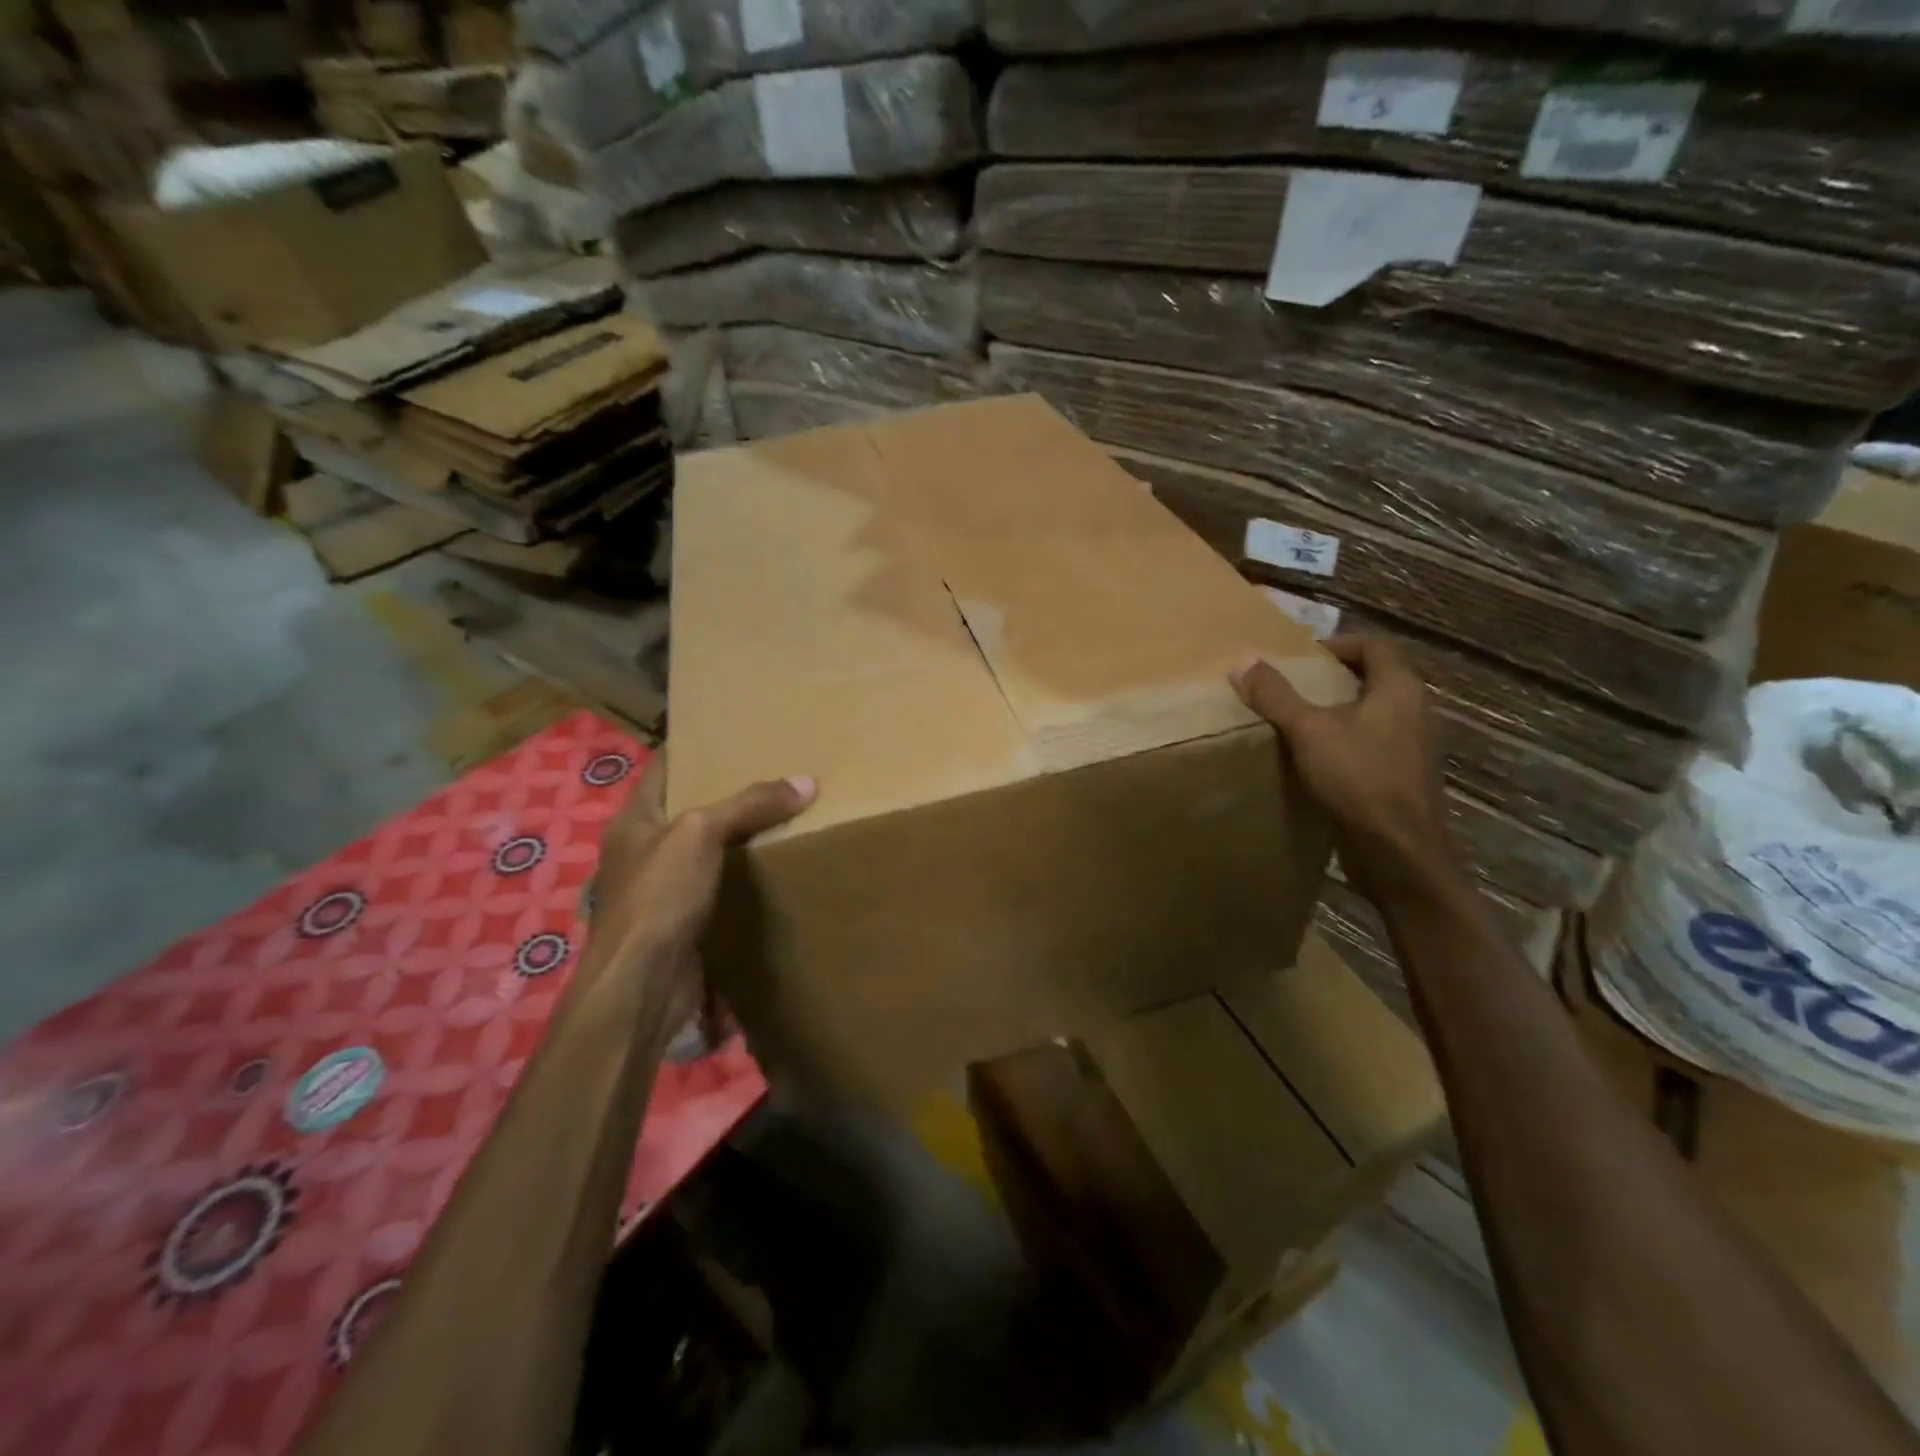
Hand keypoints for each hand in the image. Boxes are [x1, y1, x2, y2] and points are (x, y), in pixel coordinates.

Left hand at [585, 752, 816, 1025]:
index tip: (730, 734)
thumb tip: (806, 782)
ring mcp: (660, 889)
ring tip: (781, 814)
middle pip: (687, 809)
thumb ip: (750, 804)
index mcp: (634, 820)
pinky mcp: (681, 922)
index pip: (663, 769)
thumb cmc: (659, 896)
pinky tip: (771, 868)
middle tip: (772, 772)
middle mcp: (643, 850)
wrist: (642, 985)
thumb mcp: (702, 833)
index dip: (691, 748)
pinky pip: (716, 887)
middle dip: (725, 793)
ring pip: (704, 850)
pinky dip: (740, 877)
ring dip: (736, 837)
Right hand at [1231, 636, 1460, 907]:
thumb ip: (1276, 695)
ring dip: (1337, 713)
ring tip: (1295, 722)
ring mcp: (1413, 748)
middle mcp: (1416, 712)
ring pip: (1373, 715)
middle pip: (1374, 679)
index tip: (1300, 658)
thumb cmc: (1359, 779)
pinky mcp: (1404, 778)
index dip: (1337, 644)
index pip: (1374, 646)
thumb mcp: (1308, 731)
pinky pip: (1372, 746)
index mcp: (1400, 689)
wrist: (1399, 853)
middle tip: (1290, 687)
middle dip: (1332, 679)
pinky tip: (1314, 761)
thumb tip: (1242, 661)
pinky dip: (1344, 743)